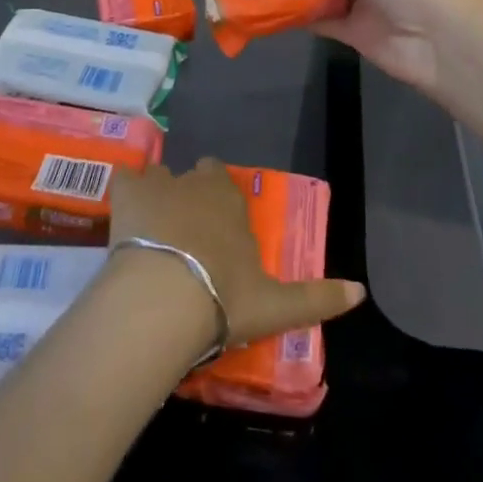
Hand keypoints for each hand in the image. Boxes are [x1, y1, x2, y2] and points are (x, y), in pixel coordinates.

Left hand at [110, 158, 364, 348]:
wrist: (165, 299)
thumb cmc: (224, 298)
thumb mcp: (277, 306)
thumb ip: (318, 297)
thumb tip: (361, 292)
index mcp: (230, 199)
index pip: (224, 181)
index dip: (219, 199)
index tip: (217, 228)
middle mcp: (196, 181)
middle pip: (193, 175)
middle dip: (191, 195)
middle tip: (185, 234)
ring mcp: (159, 184)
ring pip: (159, 177)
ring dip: (157, 195)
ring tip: (150, 230)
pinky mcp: (125, 194)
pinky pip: (123, 179)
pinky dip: (123, 194)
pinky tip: (120, 217)